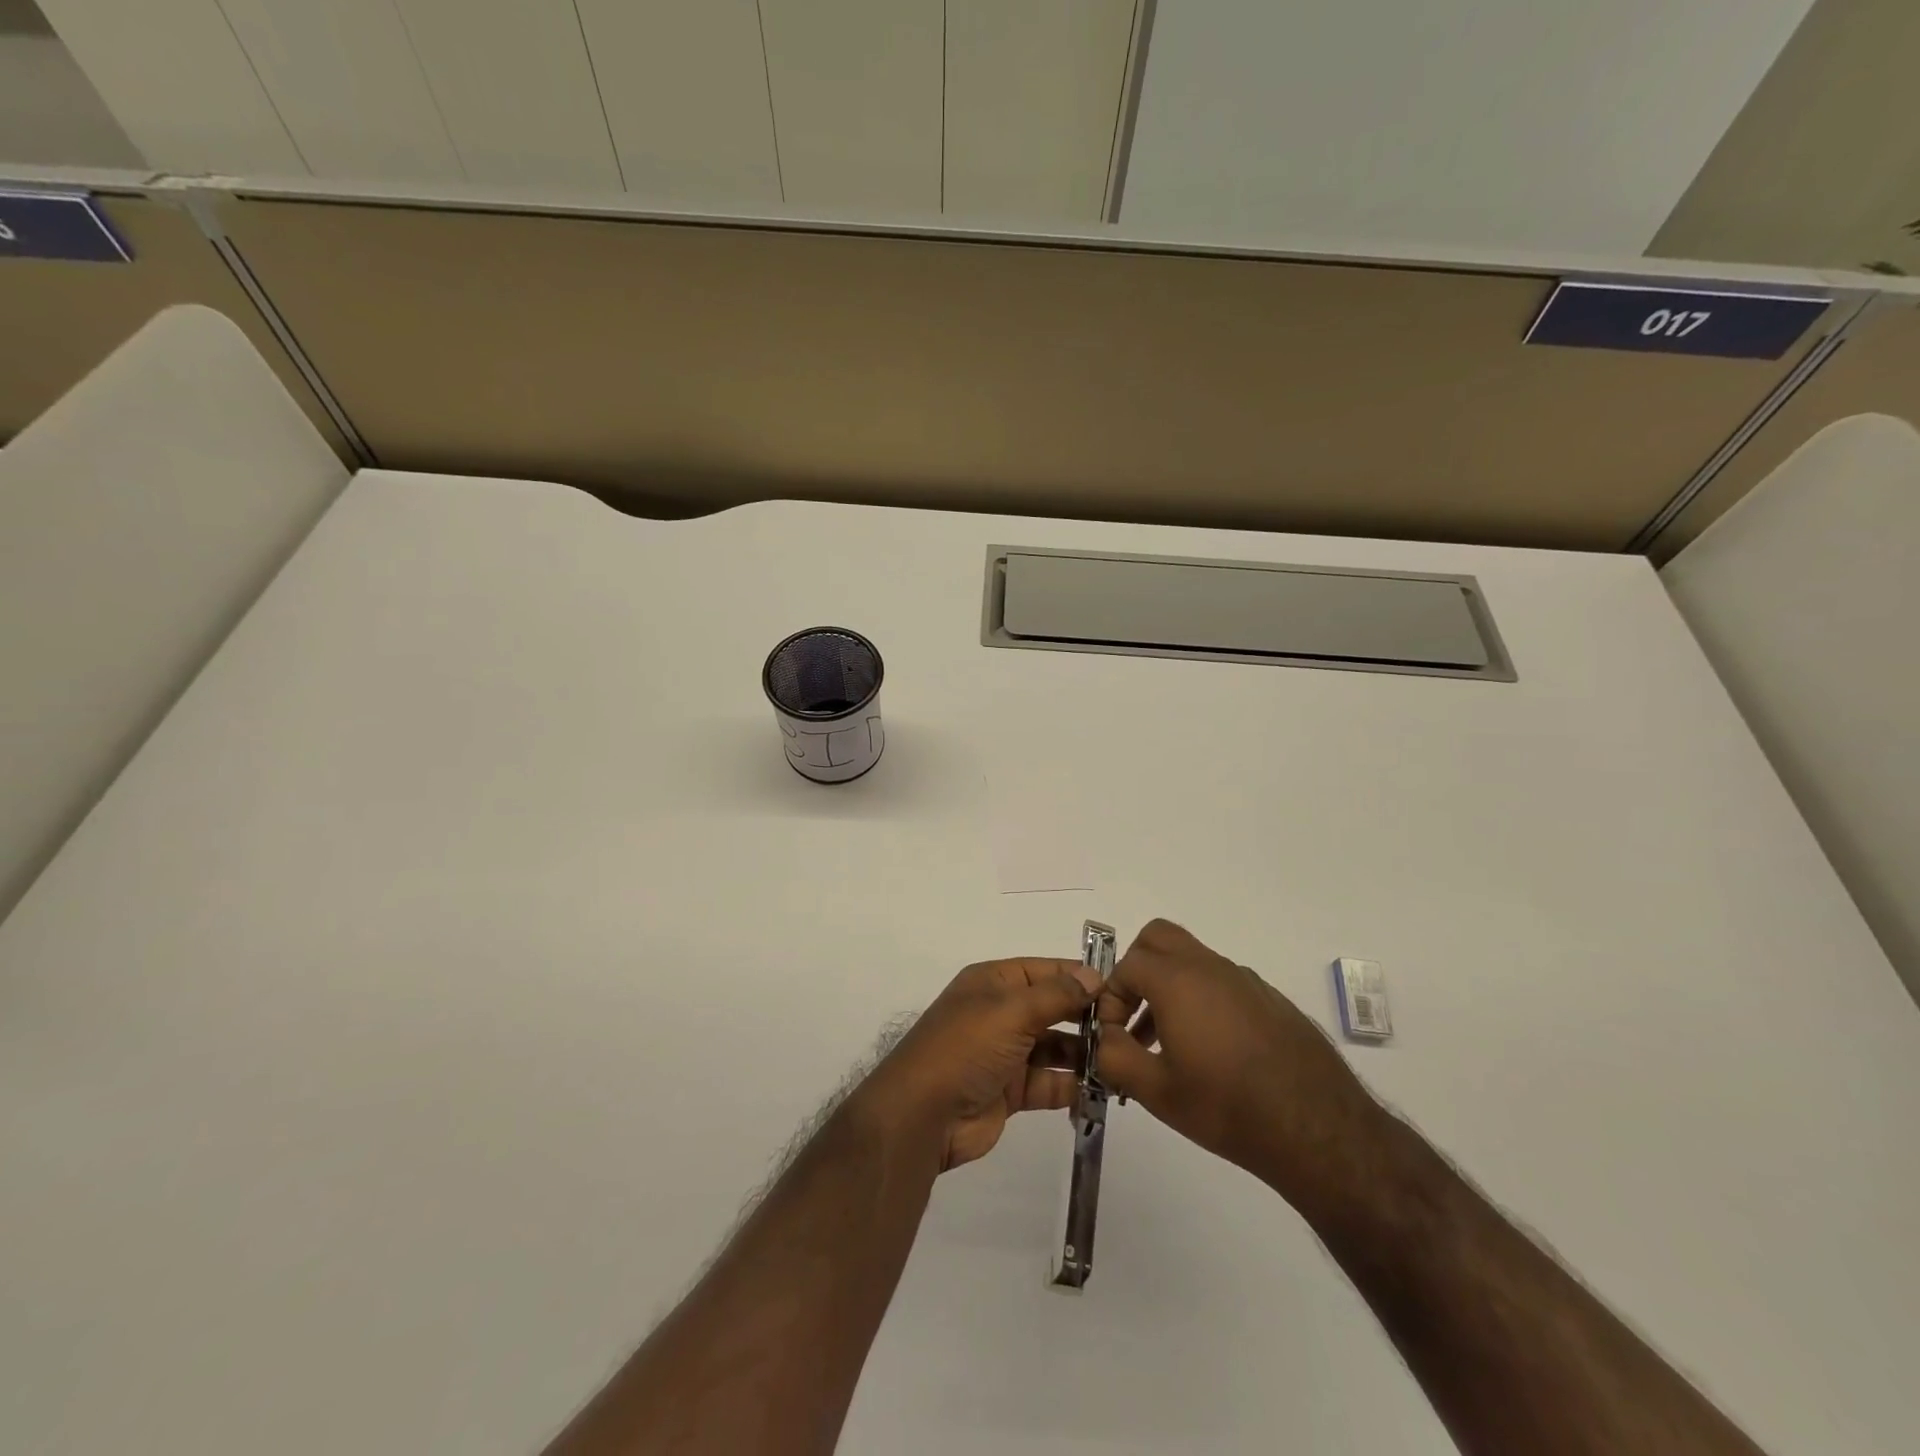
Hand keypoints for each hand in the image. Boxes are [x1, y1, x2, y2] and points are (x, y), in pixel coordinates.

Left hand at [853, 958, 1099, 1171]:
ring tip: (1120, 1060)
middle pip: (1050, 1008)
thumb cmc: (966, 1047)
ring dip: (1082, 1053)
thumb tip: (1094, 976)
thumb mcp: (1011, 1010)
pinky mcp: (1010, 1091)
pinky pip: (1048, 1082)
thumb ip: (1056, 994)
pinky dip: (1071, 1085)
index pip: (1043, 970)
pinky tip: (1101, 1088)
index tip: (1117, 987)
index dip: (1077, 976)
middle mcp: (999, 1013)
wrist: (923, 1114)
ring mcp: (1004, 1053)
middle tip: (1127, 1028)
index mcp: (992, 982)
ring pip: (1053, 1047)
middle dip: (1084, 1017)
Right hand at [1095, 920, 1386, 1212]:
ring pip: (1193, 961)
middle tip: (1134, 1014)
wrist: (1319, 1130)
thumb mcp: (1156, 1091)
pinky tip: (1214, 1055)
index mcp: (1178, 980)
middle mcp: (1211, 968)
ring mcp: (1245, 981)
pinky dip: (1203, 1001)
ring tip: (1168, 1046)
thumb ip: (1114, 1056)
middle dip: (1137, 968)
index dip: (1111, 998)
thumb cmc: (1227, 1107)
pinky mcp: (1271, 1000)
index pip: (1127, 965)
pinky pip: (1223, 983)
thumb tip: (1104, 1037)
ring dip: (1169, 987)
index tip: (1115, 1036)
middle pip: (1160, 938)